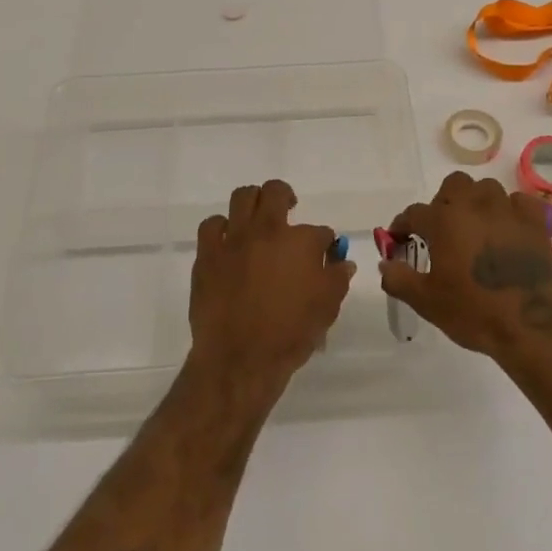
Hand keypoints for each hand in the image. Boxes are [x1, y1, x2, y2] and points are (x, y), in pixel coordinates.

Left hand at [188, 179, 352, 406]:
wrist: (239, 358)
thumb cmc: (289, 334)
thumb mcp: (327, 308)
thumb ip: (337, 278)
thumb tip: (343, 261)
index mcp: (301, 242)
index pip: (320, 231)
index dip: (325, 242)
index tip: (324, 253)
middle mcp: (268, 230)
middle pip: (276, 192)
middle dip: (286, 197)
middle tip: (288, 210)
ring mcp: (234, 239)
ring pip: (242, 197)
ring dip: (253, 202)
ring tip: (257, 217)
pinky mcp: (208, 253)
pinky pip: (212, 225)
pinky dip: (221, 227)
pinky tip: (228, 240)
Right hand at [379, 172, 551, 365]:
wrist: (532, 328)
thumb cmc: (474, 313)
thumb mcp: (427, 302)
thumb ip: (399, 279)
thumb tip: (384, 264)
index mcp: (444, 221)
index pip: (413, 214)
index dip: (402, 226)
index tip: (399, 240)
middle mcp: (475, 206)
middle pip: (453, 185)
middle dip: (443, 202)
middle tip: (441, 231)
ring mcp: (508, 211)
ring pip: (487, 189)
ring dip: (476, 203)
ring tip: (474, 228)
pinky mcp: (536, 223)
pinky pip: (520, 202)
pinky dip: (511, 210)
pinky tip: (507, 229)